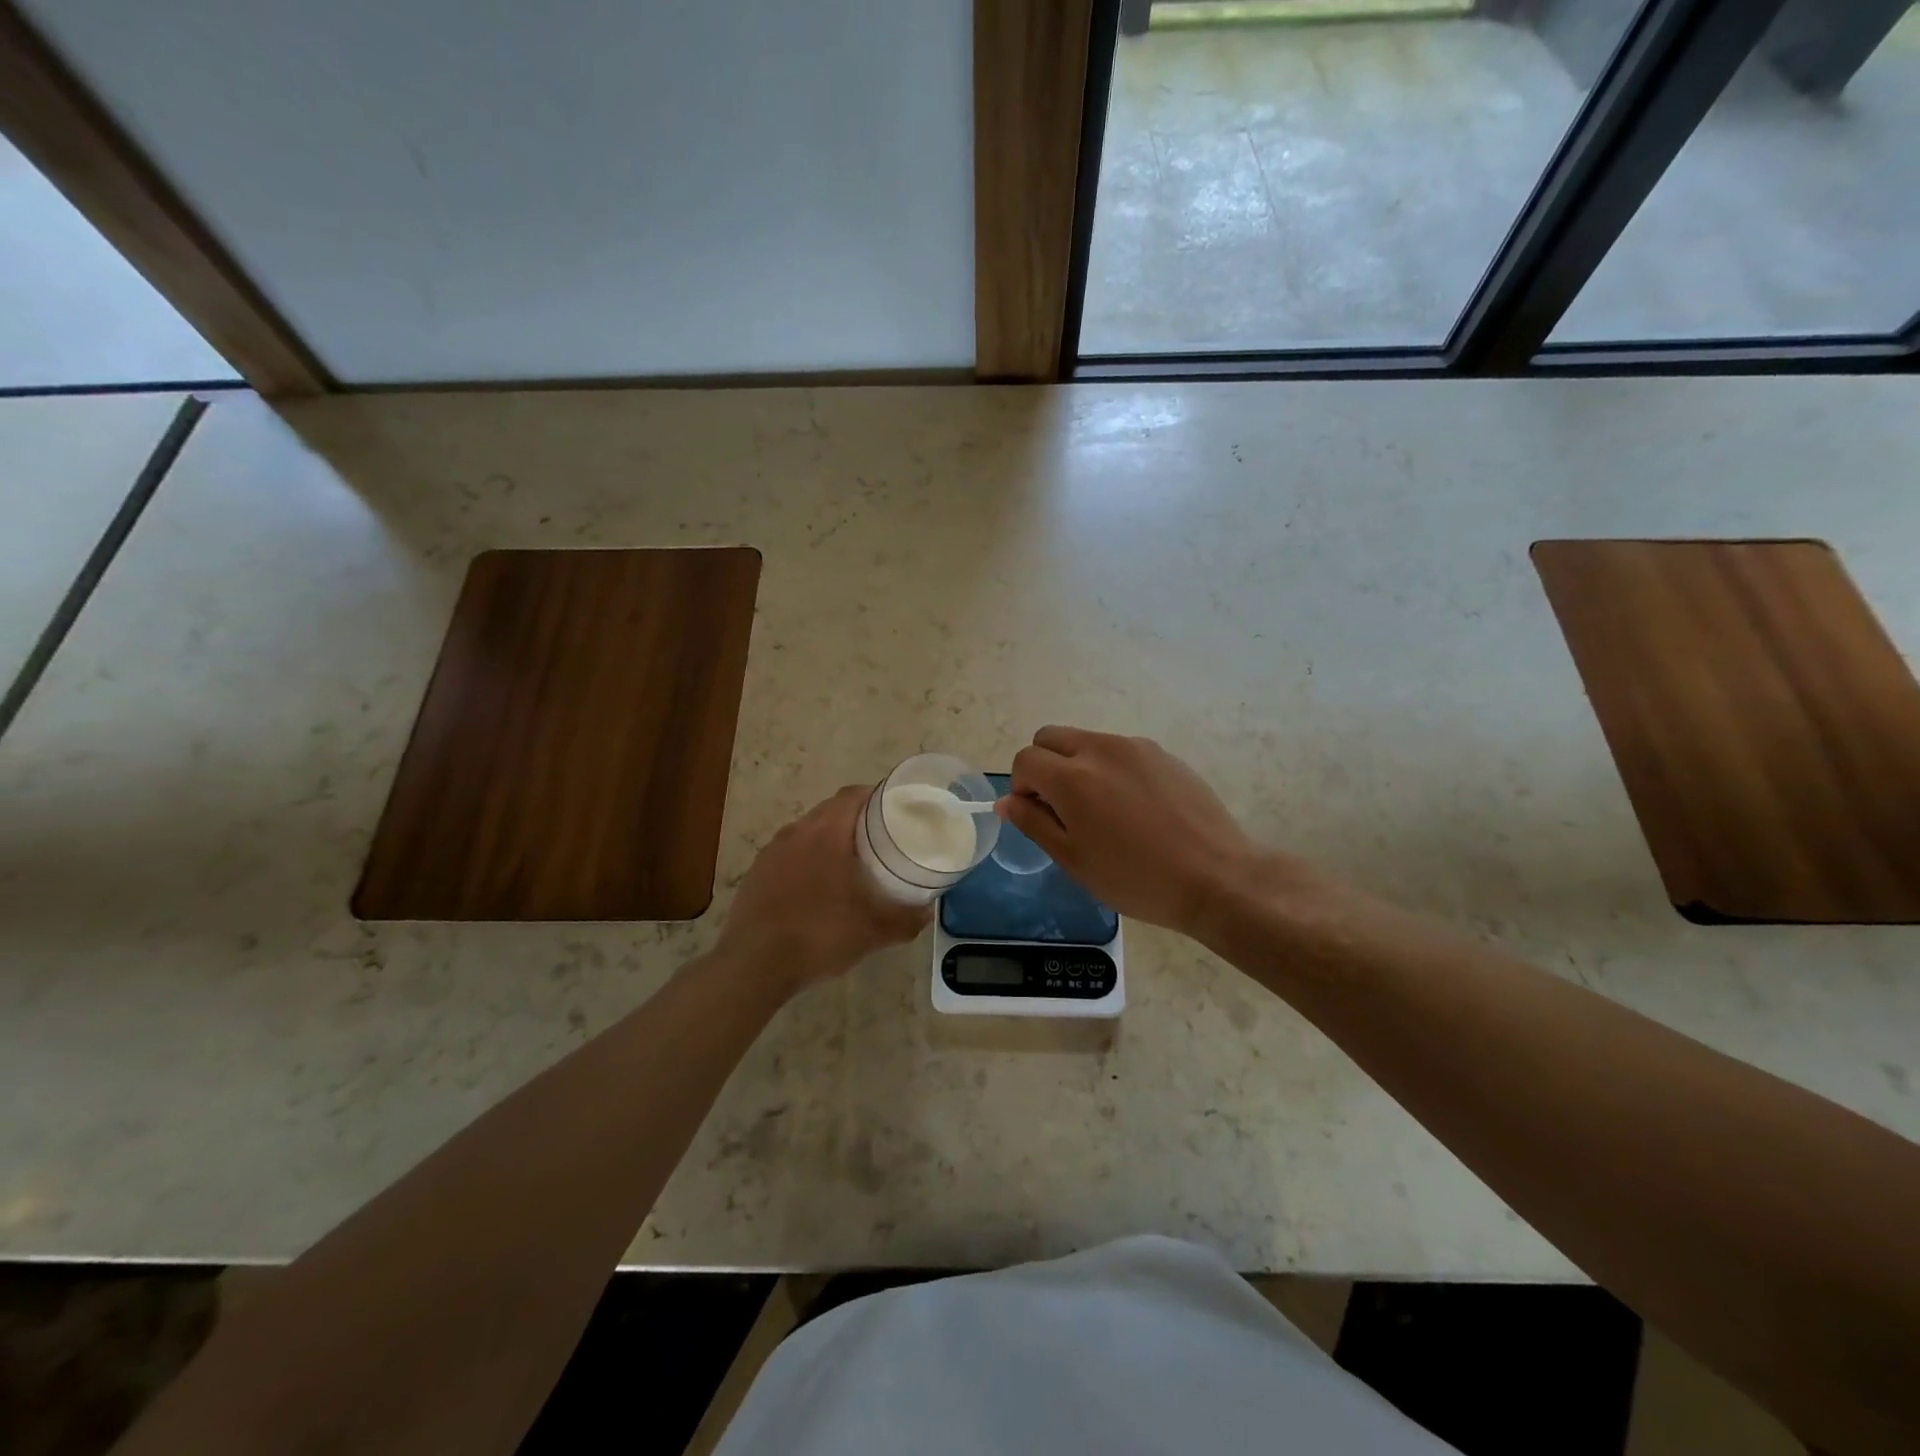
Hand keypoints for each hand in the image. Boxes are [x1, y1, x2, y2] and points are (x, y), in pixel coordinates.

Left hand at [715, 786, 930, 993]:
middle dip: (856, 817)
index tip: (896, 808)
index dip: (876, 795)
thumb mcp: (874, 932)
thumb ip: (906, 918)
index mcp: (826, 833)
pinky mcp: (757, 872)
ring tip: (851, 860)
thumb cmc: (820, 936)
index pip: (852, 795)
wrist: (754, 965)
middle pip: (831, 809)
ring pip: (808, 830)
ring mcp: (772, 852)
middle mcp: (796, 832)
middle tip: (881, 836)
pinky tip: (818, 885)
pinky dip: (808, 858)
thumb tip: (928, 911)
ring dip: (830, 837)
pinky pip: (789, 852)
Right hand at [999, 727, 1276, 937]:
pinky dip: (1111, 769)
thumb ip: (1034, 823)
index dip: (1022, 786)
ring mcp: (1136, 747)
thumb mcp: (1074, 860)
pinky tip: (1135, 808)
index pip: (1025, 759)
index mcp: (1072, 777)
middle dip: (1044, 765)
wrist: (1215, 877)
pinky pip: (1120, 751)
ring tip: (1103, 811)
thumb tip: (1007, 800)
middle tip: (1062, 808)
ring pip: (1086, 741)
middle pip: (1050, 737)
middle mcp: (1101, 749)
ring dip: (1078, 765)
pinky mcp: (1164, 753)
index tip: (1038, 815)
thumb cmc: (1136, 878)